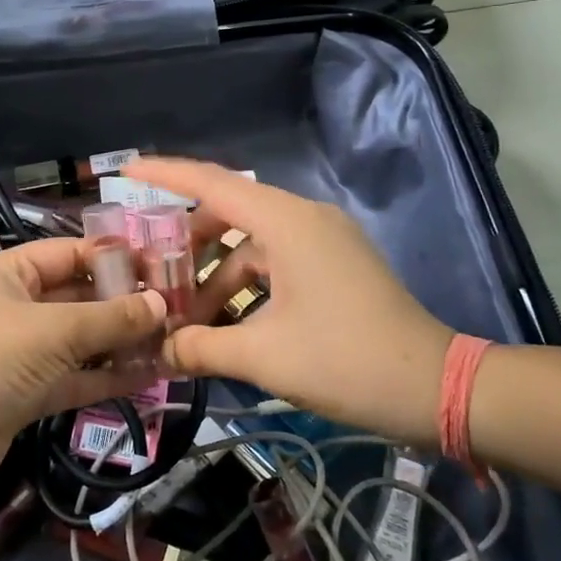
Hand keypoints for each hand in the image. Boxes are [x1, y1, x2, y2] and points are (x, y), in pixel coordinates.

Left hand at [0, 237, 165, 503]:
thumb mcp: (53, 330)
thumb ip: (110, 318)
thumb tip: (161, 305)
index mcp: (12, 274)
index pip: (71, 253)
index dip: (115, 257)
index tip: (162, 265)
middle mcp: (18, 307)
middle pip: (80, 296)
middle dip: (125, 302)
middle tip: (178, 307)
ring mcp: (24, 353)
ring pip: (82, 340)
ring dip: (122, 341)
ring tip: (173, 339)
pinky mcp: (30, 394)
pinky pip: (77, 376)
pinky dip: (108, 375)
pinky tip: (150, 375)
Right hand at [128, 158, 454, 447]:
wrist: (436, 388)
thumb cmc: (346, 360)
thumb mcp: (264, 356)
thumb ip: (201, 347)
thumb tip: (157, 349)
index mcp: (286, 222)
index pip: (212, 183)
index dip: (165, 175)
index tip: (124, 172)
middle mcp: (303, 218)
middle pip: (228, 212)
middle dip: (186, 242)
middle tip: (149, 269)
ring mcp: (323, 240)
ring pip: (251, 242)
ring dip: (216, 274)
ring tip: (184, 316)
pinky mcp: (334, 264)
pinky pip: (274, 260)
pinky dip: (245, 285)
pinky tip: (225, 324)